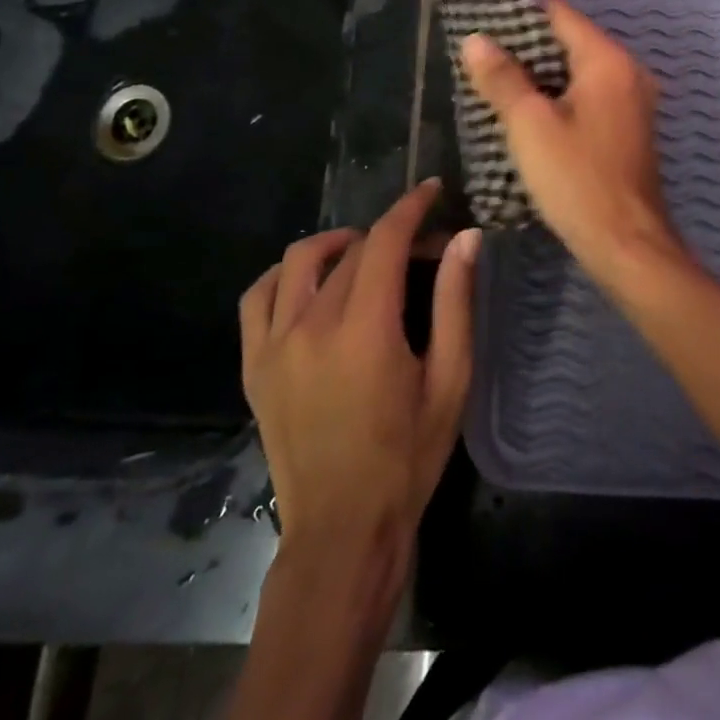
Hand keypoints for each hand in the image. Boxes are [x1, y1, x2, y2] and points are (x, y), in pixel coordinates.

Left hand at [238, 180, 478, 594]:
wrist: (342, 530)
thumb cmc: (408, 456)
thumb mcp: (450, 379)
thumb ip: (455, 302)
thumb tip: (465, 238)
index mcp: (365, 329)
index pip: (385, 240)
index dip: (411, 207)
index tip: (432, 190)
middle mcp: (312, 325)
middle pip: (352, 251)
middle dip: (391, 236)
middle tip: (423, 250)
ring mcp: (274, 344)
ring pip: (299, 260)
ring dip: (336, 245)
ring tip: (364, 256)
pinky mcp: (254, 365)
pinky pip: (258, 296)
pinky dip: (284, 276)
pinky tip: (309, 285)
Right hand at [459, 0, 689, 287]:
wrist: (626, 243)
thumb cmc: (576, 179)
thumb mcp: (530, 125)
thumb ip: (502, 78)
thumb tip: (476, 40)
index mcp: (608, 61)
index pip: (560, 14)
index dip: (520, 11)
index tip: (482, 16)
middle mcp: (628, 71)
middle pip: (571, 40)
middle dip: (526, 44)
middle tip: (481, 50)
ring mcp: (633, 100)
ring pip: (579, 70)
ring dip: (541, 72)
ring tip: (495, 76)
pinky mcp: (628, 127)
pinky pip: (589, 94)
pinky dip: (559, 94)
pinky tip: (528, 108)